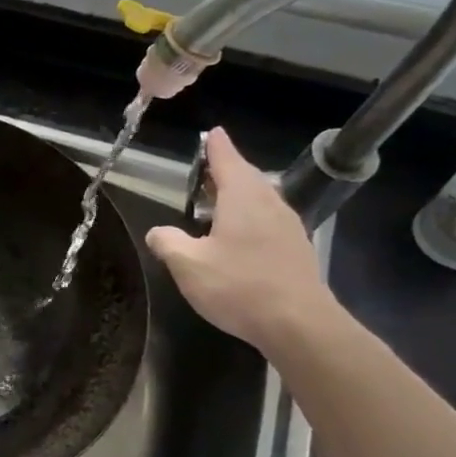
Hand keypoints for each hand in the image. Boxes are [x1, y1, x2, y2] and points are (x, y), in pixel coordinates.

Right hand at [144, 127, 338, 353]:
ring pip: (260, 199)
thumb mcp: (187, 265)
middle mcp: (269, 204)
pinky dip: (249, 217)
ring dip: (238, 196)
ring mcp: (287, 227)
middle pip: (247, 177)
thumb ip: (167, 242)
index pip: (227, 161)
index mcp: (242, 198)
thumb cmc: (238, 286)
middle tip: (205, 172)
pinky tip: (236, 237)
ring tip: (216, 203)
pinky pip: (268, 220)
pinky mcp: (295, 249)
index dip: (216, 147)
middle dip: (226, 171)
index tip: (212, 133)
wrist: (298, 323)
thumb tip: (158, 232)